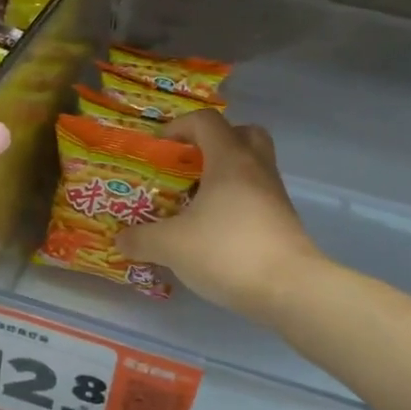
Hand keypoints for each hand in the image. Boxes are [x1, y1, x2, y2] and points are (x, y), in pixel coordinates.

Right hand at [115, 109, 320, 325]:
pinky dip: (236, 204)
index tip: (158, 147)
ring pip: (252, 167)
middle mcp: (256, 168)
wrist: (290, 288)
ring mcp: (275, 195)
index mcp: (229, 159)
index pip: (206, 121)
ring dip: (225, 176)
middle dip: (213, 143)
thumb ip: (141, 239)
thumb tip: (121, 240)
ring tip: (196, 203)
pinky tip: (214, 231)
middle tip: (189, 165)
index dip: (179, 126)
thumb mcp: (171, 246)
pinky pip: (257, 197)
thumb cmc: (227, 252)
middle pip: (242, 134)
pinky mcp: (283, 221)